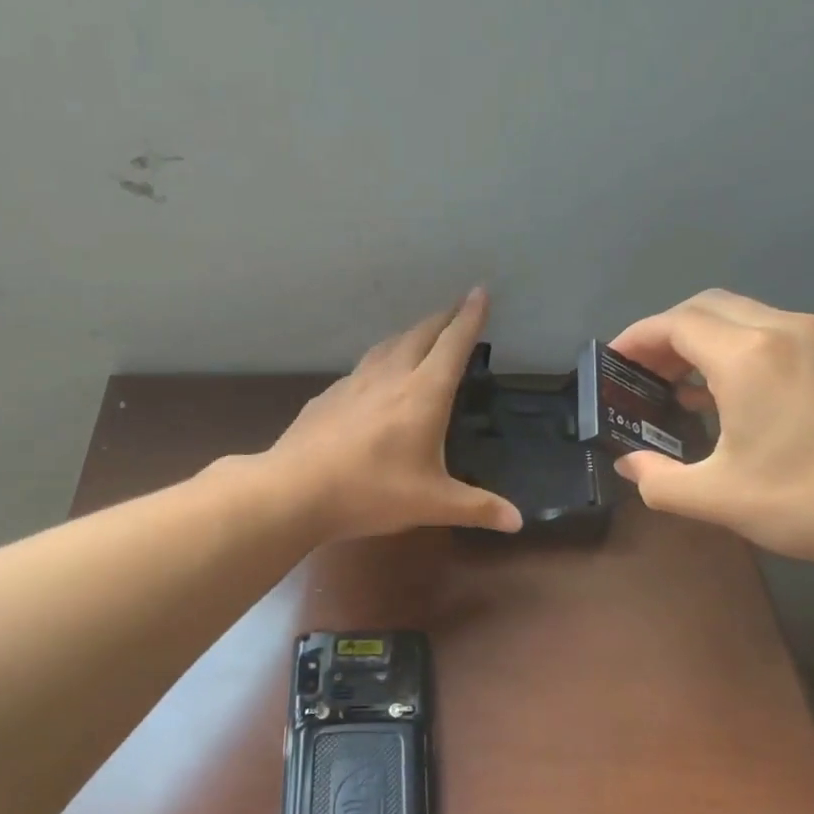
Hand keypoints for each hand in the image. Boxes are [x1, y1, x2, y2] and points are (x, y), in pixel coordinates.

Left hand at [267, 288, 523, 540]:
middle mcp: (390, 377)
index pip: (453, 344)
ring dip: (410, 334)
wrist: (296, 490)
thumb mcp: (432, 504)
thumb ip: (477, 507)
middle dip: (443, 318)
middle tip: (457, 308)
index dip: (470, 318)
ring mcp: (354, 384)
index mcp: (423, 394)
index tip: (481, 292)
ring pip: (387, 345)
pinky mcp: (328, 397)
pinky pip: (361, 368)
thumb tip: (518, 522)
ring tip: (420, 335)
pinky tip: (374, 379)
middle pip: (420, 334)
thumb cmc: (372, 492)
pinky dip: (379, 361)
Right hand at [607, 290, 813, 575]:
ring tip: (672, 384)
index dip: (636, 338)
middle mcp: (781, 330)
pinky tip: (721, 394)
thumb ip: (658, 480)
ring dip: (699, 340)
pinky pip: (768, 335)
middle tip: (639, 373)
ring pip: (740, 317)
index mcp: (748, 355)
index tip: (611, 363)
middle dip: (664, 333)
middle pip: (706, 307)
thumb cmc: (808, 500)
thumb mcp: (717, 498)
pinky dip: (732, 350)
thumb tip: (628, 465)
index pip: (676, 323)